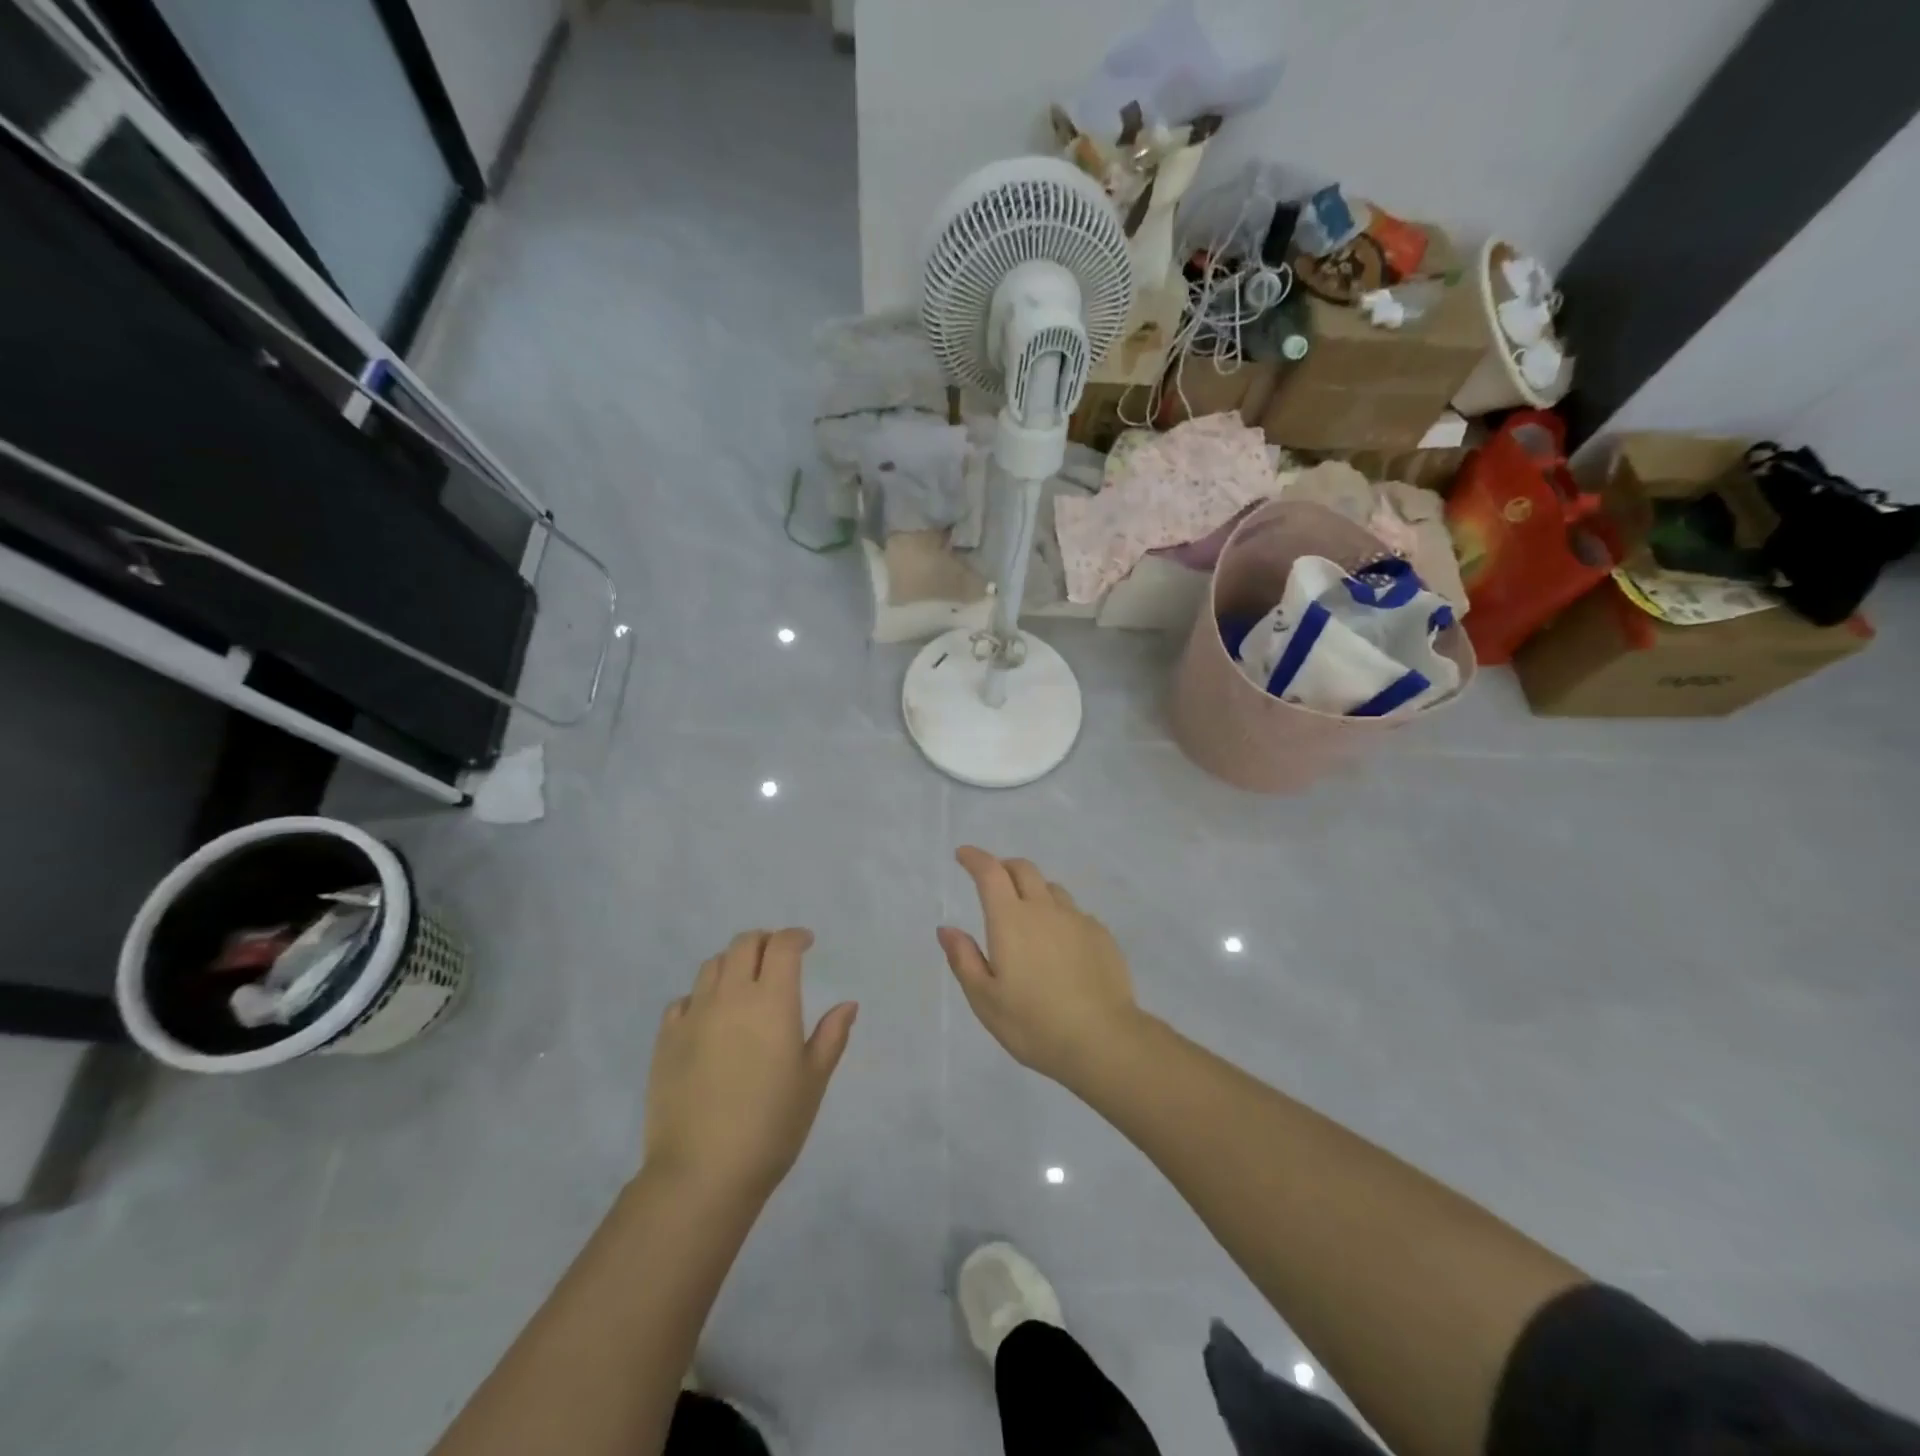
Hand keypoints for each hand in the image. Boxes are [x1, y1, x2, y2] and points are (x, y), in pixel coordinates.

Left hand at [643, 929, 856, 1206]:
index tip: (806, 943)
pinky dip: (701, 996)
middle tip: (777, 957)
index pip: (782, 946)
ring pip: (711, 966)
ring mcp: (694, 1015)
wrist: (702, 1173)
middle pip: (744, 944)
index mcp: (772, 1001)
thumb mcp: (813, 1081)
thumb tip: (848, 1004)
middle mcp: (731, 996)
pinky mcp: (665, 1040)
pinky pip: (683, 1000)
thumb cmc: (771, 1126)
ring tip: (743, 984)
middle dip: (764, 941)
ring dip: (732, 963)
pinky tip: (709, 1018)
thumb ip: (831, 1036)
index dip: (795, 937)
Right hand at [938, 847, 1141, 1086]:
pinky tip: (1060, 943)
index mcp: (1010, 920)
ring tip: (1028, 914)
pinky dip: (1060, 916)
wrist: (1103, 1040)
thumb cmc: (1034, 1024)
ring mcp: (1077, 920)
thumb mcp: (985, 999)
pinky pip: (1075, 913)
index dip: (975, 858)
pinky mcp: (1102, 936)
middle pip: (1023, 869)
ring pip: (1052, 889)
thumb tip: (947, 929)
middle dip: (1004, 866)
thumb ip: (964, 959)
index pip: (990, 873)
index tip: (963, 855)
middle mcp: (1044, 910)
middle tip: (993, 879)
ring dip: (1034, 890)